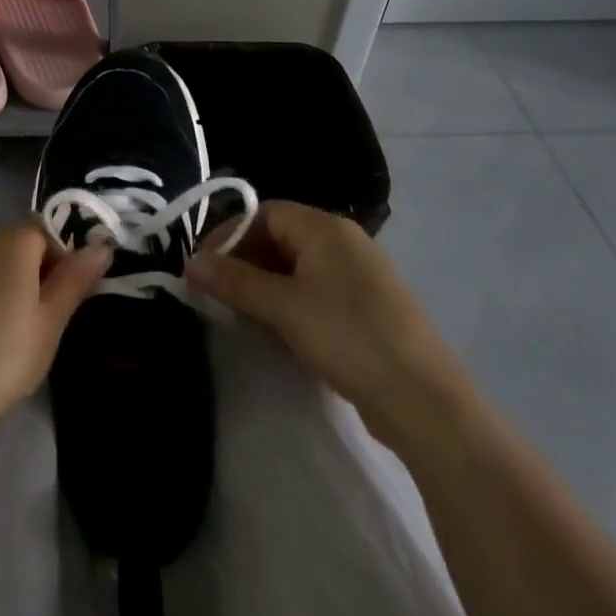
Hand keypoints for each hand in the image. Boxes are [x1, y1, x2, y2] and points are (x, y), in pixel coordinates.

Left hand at [0, 225, 112, 453]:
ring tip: (4, 334)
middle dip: (32, 271)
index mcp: (12, 245)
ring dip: (0, 285)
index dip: (61, 257)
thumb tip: (101, 246)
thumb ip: (75, 280)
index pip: (45, 229)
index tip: (64, 296)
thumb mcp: (50, 324)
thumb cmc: (2, 360)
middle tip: (39, 319)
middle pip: (14, 245)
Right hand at [187, 201, 468, 453]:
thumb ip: (234, 280)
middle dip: (243, 262)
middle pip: (278, 236)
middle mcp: (343, 241)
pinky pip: (315, 290)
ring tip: (240, 315)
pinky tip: (276, 330)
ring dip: (263, 285)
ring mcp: (358, 275)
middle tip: (216, 294)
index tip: (202, 268)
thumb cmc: (347, 337)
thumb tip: (190, 262)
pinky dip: (288, 302)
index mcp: (325, 227)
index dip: (228, 235)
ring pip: (295, 267)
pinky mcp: (366, 307)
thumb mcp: (283, 307)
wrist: (425, 402)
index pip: (263, 212)